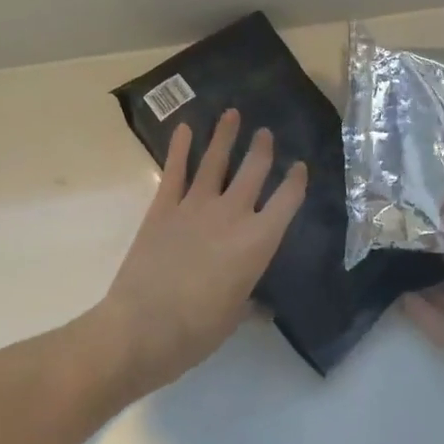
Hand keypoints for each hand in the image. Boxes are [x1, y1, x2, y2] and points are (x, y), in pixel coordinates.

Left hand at [103, 109, 308, 391]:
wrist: (143, 326)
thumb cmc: (198, 330)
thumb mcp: (234, 317)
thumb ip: (249, 303)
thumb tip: (260, 308)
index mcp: (258, 241)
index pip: (286, 201)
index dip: (296, 181)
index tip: (300, 166)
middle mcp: (232, 214)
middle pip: (253, 171)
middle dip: (262, 149)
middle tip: (265, 132)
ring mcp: (195, 206)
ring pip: (215, 161)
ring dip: (225, 136)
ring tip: (231, 114)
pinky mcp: (163, 207)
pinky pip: (175, 171)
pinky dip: (179, 148)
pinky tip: (184, 128)